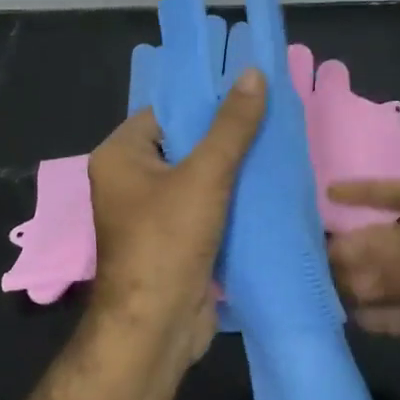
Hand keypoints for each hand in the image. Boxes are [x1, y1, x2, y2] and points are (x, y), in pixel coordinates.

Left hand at [87, 68, 265, 363]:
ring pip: (198, 177)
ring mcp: (152, 213)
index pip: (166, 111)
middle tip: (272, 114)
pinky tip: (268, 186)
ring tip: (278, 145)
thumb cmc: (168, 241)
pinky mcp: (175, 240)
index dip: (205, 100)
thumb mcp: (204, 175)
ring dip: (233, 168)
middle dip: (226, 134)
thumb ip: (231, 126)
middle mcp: (130, 180)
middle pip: (184, 143)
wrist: (157, 327)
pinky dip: (232, 199)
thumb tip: (252, 72)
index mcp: (120, 155)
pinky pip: (206, 206)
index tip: (249, 89)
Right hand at [326, 180, 399, 388]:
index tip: (327, 194)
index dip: (365, 191)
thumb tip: (342, 257)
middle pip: (391, 239)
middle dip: (358, 249)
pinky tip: (362, 321)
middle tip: (318, 264)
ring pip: (397, 275)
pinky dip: (390, 313)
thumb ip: (399, 269)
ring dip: (369, 284)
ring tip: (330, 295)